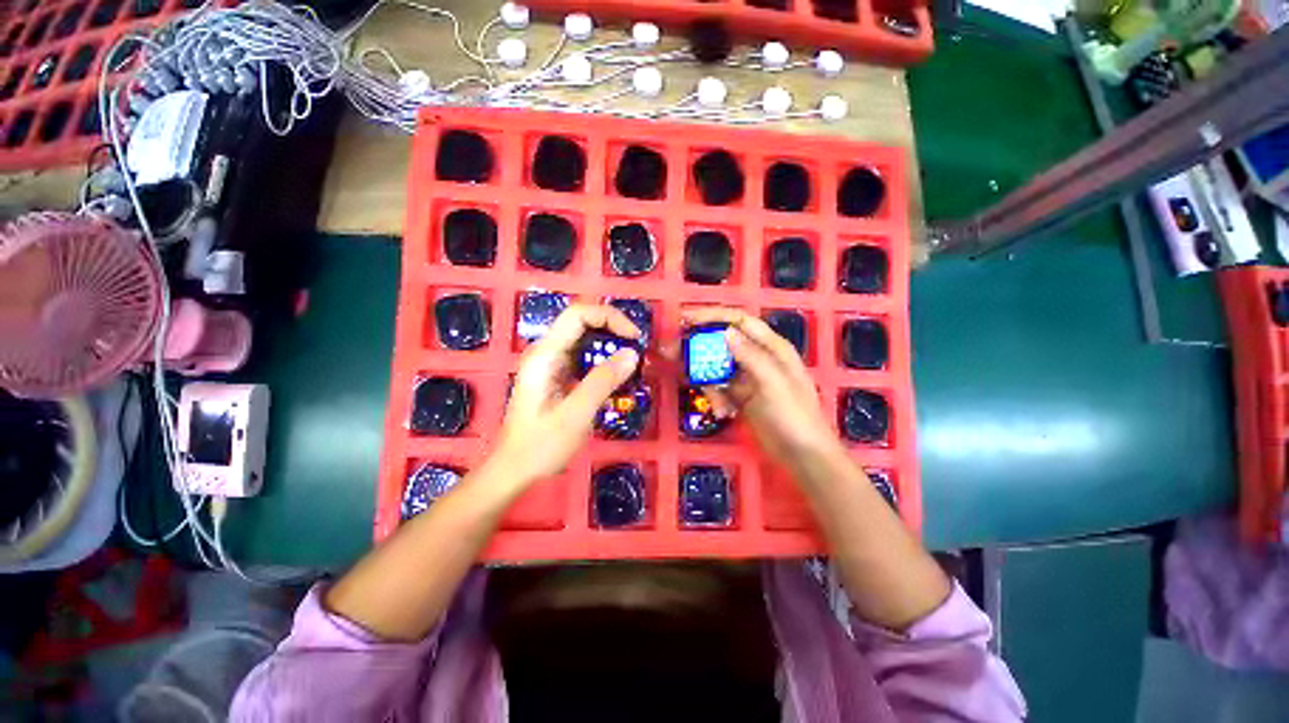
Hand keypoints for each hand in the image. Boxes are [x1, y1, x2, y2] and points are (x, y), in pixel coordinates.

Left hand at [490, 304, 641, 490]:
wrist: (514, 470)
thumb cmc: (541, 445)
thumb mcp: (576, 414)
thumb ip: (603, 381)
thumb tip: (632, 353)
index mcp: (546, 355)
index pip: (579, 315)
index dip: (610, 317)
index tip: (634, 337)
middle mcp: (547, 352)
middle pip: (583, 324)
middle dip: (613, 331)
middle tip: (637, 352)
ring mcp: (551, 364)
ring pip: (585, 341)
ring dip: (610, 348)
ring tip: (632, 366)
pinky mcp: (557, 376)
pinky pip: (584, 359)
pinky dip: (603, 363)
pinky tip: (617, 380)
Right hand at [682, 308, 841, 471]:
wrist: (801, 455)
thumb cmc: (794, 416)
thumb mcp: (773, 384)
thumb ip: (750, 356)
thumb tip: (725, 331)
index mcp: (771, 347)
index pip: (738, 321)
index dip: (712, 316)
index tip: (685, 319)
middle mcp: (758, 357)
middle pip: (722, 342)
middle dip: (699, 347)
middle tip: (672, 352)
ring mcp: (748, 378)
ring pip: (717, 367)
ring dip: (707, 379)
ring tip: (714, 400)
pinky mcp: (740, 396)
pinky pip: (719, 387)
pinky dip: (716, 397)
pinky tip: (723, 412)